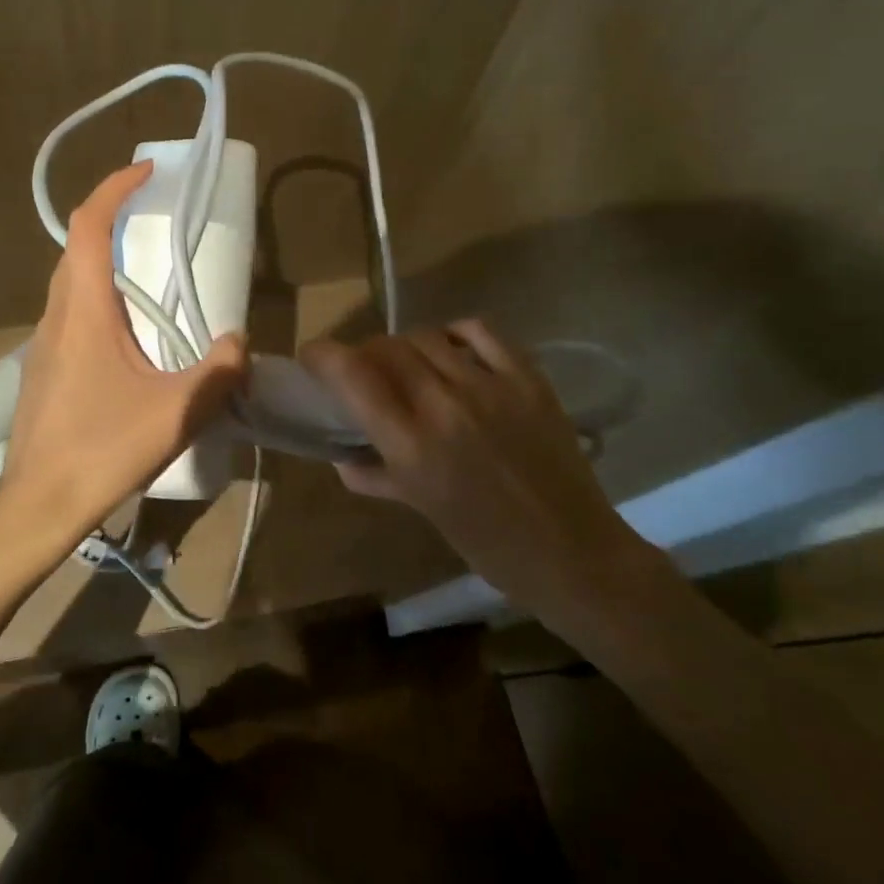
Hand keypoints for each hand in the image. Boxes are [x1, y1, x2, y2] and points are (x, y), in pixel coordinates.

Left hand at [0, 162, 247, 551]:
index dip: (115, 189)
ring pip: (69, 284)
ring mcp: (43, 346)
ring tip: (144, 275)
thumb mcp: (177, 413)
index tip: (147, 172)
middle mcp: (56, 317)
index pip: (89, 227)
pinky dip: (95, 301)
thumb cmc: (103, 450)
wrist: (38, 507)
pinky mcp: (43, 372)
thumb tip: (238, 342)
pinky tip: (124, 339)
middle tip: (151, 218)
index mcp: (83, 311)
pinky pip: (69, 317)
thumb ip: (217, 371)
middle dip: (110, 221)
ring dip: (101, 263)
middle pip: (75, 249)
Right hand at [301, 321, 648, 619]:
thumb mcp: (420, 509)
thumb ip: (374, 476)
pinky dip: (454, 333)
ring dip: (405, 346)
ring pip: (427, 337)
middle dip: (363, 352)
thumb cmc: (487, 543)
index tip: (312, 356)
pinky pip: (479, 331)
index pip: (352, 375)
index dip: (323, 355)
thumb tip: (341, 456)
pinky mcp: (527, 378)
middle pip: (387, 348)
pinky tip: (450, 349)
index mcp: (412, 446)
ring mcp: (490, 386)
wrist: (572, 552)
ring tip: (408, 365)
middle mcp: (445, 405)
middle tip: (362, 370)